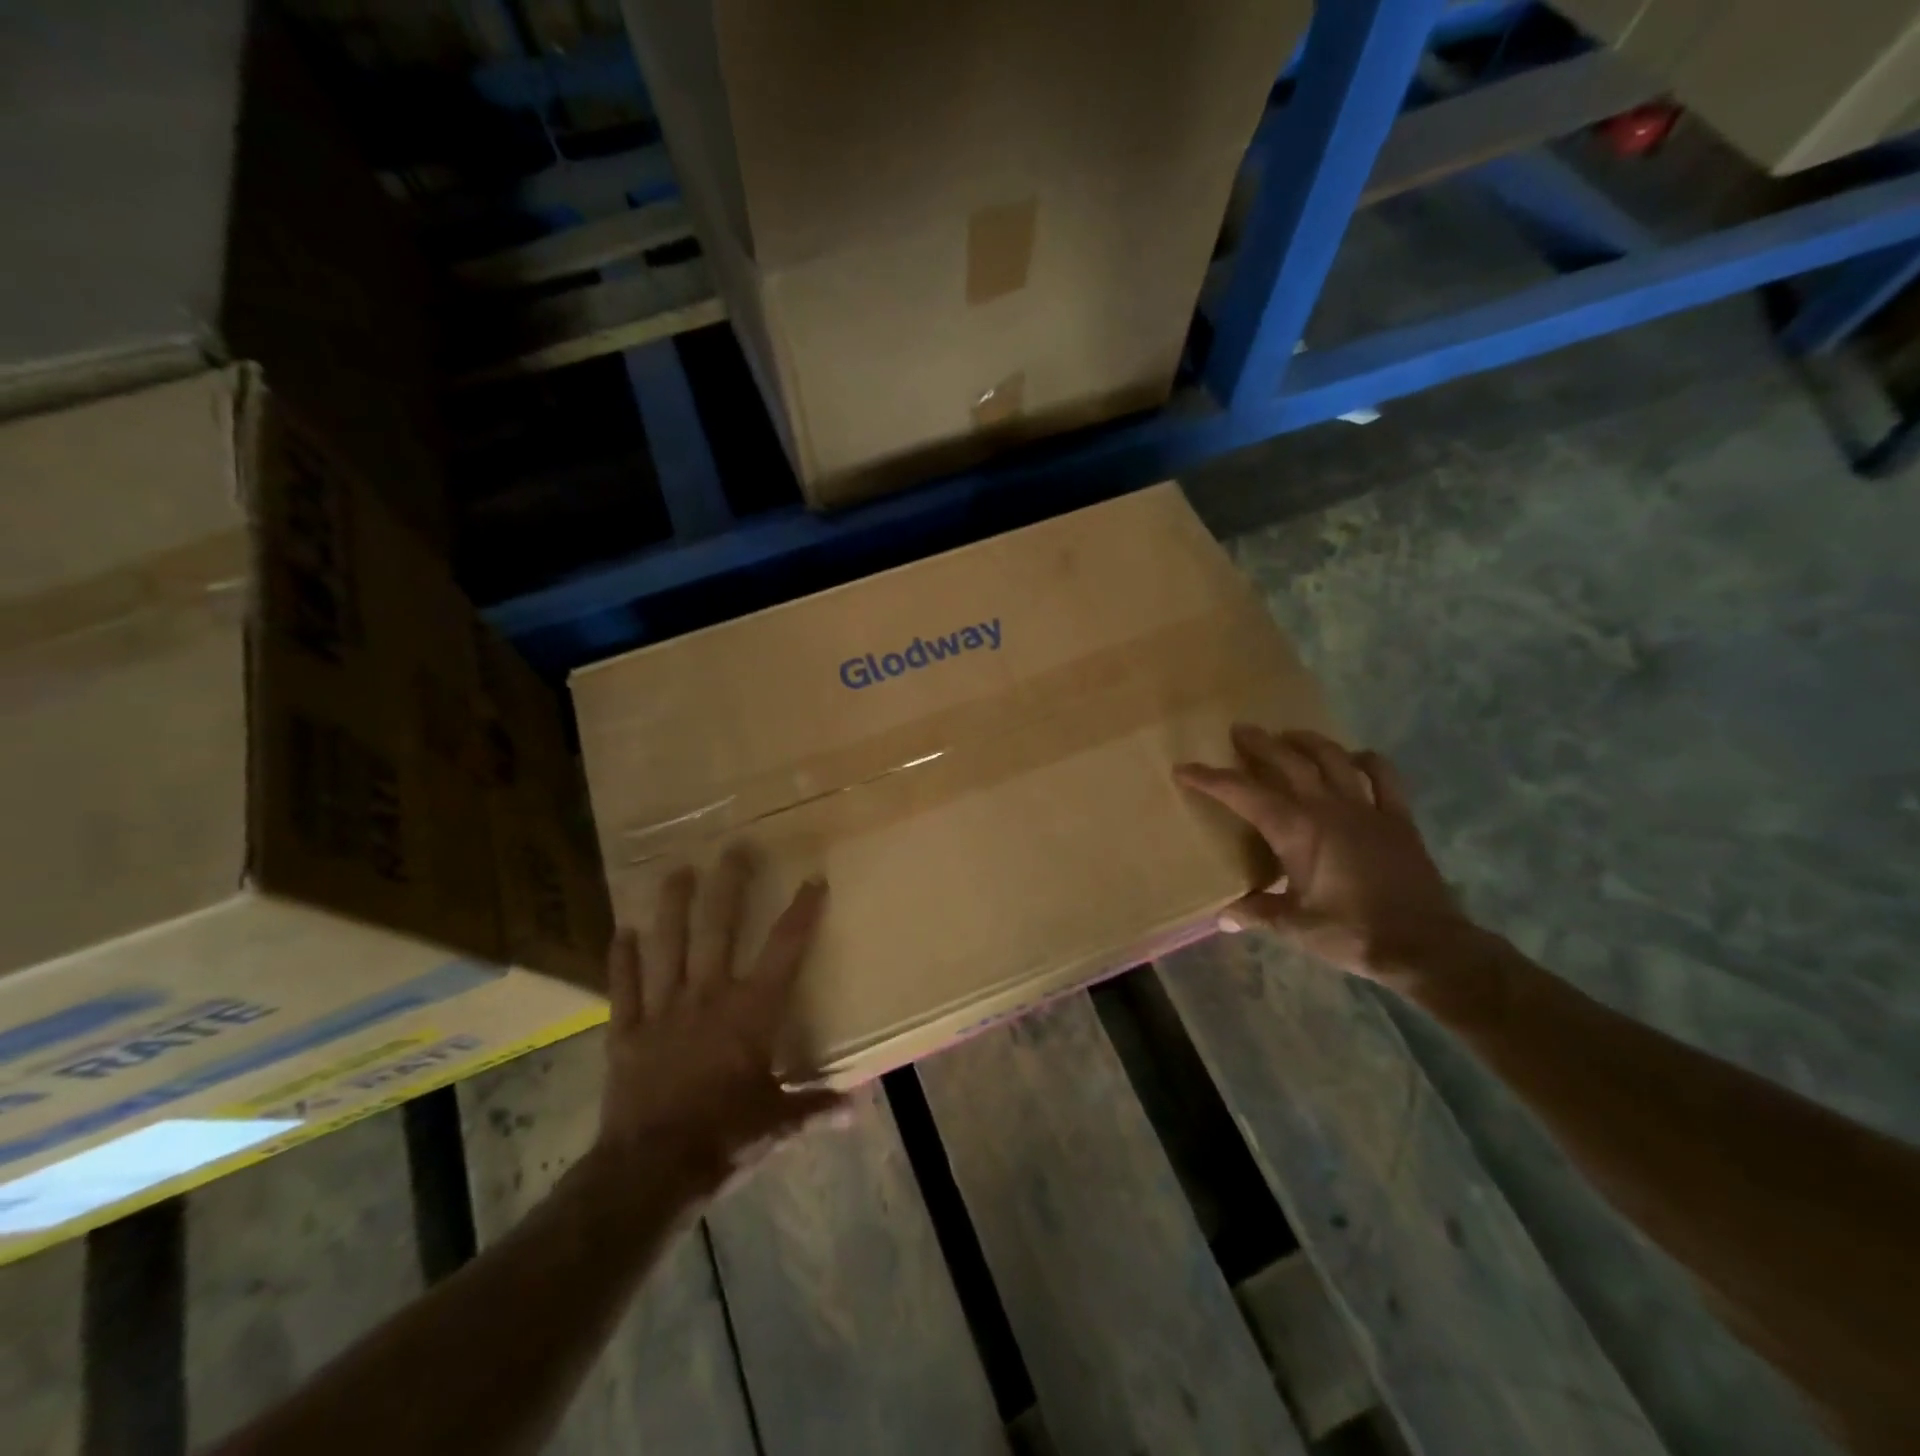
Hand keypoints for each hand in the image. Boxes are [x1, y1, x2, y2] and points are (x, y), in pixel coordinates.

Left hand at [596, 846, 846, 1198]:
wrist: (650, 1170)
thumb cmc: (724, 1138)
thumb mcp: (779, 1125)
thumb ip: (816, 1107)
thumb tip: (858, 1107)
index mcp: (751, 1012)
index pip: (784, 950)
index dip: (801, 912)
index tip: (813, 879)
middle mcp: (708, 996)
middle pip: (718, 929)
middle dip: (729, 885)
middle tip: (734, 848)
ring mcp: (663, 1010)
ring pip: (668, 945)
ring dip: (673, 907)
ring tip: (678, 872)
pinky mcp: (627, 1031)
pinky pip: (624, 987)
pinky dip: (622, 959)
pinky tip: (621, 931)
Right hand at [1176, 724, 1475, 989]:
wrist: (1426, 946)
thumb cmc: (1352, 933)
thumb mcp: (1295, 927)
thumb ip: (1257, 913)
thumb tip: (1222, 917)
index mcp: (1296, 830)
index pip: (1242, 794)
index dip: (1210, 779)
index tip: (1184, 768)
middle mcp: (1327, 807)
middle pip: (1288, 761)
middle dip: (1259, 744)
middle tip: (1240, 730)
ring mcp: (1366, 808)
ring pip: (1333, 758)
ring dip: (1308, 741)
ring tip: (1290, 735)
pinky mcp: (1398, 818)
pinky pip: (1384, 777)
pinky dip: (1367, 761)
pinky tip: (1356, 758)